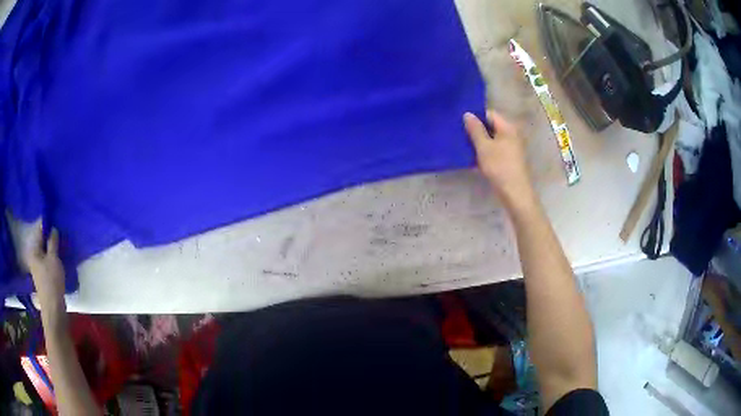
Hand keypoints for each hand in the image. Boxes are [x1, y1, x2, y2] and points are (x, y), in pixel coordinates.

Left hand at [27, 222, 66, 323]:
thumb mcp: (53, 258)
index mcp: (33, 250)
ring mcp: (37, 268)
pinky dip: (51, 259)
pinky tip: (58, 261)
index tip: (55, 221)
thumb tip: (53, 229)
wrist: (53, 308)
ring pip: (44, 253)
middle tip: (59, 235)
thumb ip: (52, 242)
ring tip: (60, 247)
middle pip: (41, 243)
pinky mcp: (42, 277)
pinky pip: (46, 262)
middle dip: (49, 239)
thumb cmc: (51, 281)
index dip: (47, 226)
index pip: (39, 231)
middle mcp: (33, 256)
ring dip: (51, 250)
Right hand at [464, 110, 536, 210]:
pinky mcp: (509, 160)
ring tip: (463, 145)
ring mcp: (511, 148)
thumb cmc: (499, 167)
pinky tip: (473, 158)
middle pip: (491, 127)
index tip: (460, 121)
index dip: (475, 116)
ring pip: (492, 140)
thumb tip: (468, 114)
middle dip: (476, 130)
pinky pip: (495, 150)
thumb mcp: (484, 147)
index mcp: (507, 128)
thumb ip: (475, 129)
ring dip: (479, 142)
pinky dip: (485, 152)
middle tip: (459, 133)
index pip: (490, 114)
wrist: (515, 193)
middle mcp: (512, 135)